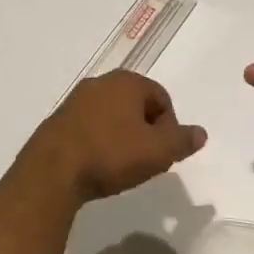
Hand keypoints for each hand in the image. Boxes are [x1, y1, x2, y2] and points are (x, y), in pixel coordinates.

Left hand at [18, 70, 206, 201]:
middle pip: (136, 105)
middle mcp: (100, 82)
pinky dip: (100, 141)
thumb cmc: (111, 154)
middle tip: (146, 160)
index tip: (164, 153)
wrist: (52, 171)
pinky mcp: (59, 119)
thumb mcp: (157, 151)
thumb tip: (200, 133)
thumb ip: (182, 140)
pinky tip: (98, 165)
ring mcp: (76, 100)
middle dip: (146, 131)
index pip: (162, 98)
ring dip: (123, 137)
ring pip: (113, 116)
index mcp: (126, 81)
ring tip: (122, 166)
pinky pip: (91, 126)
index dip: (169, 126)